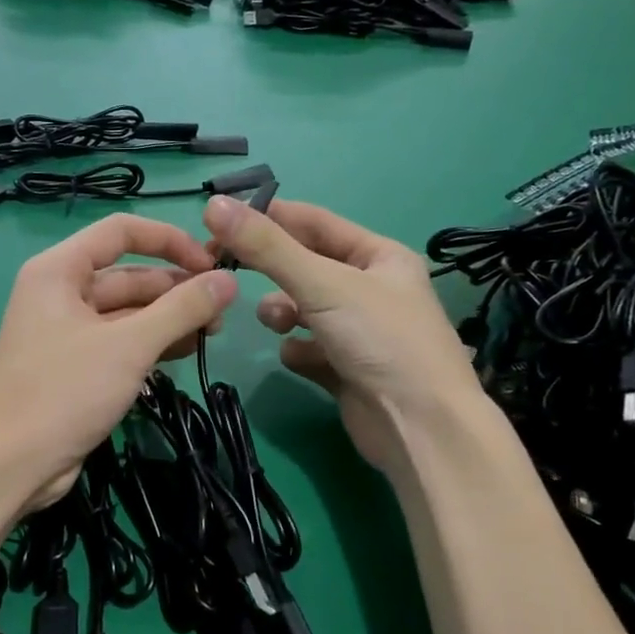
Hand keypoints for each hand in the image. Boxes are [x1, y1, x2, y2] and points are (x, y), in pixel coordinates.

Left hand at [0, 214, 236, 511]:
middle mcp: (61, 292)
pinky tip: (185, 352)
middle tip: (223, 313)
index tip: (212, 264)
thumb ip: (181, 309)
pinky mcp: (76, 367)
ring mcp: (68, 332)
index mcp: (60, 270)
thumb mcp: (129, 346)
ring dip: (169, 319)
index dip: (170, 240)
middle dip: (176, 289)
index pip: (122, 231)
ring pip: (128, 312)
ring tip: (212, 334)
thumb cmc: (63, 391)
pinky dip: (151, 344)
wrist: (8, 464)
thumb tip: (229, 280)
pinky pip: (120, 343)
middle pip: (129, 275)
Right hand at [202, 195, 479, 474]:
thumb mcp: (322, 283)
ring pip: (304, 309)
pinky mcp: (347, 370)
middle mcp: (371, 289)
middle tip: (224, 268)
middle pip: (306, 266)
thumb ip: (266, 247)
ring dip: (282, 312)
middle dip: (271, 269)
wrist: (421, 427)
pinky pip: (308, 349)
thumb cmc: (381, 340)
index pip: (315, 222)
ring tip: (277, 323)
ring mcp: (360, 332)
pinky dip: (298, 351)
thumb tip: (213, 205)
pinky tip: (298, 358)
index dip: (270, 218)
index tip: (222, 221)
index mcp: (379, 256)